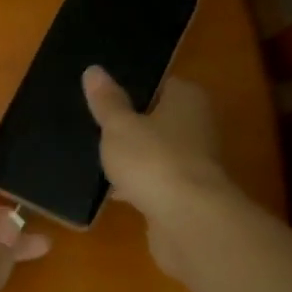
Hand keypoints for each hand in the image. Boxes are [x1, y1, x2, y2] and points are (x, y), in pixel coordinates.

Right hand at [83, 67, 229, 272]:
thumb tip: (93, 70)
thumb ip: (107, 101)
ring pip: (156, 153)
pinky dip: (138, 185)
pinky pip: (155, 181)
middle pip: (158, 120)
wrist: (189, 221)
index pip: (161, 84)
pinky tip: (112, 191)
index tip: (103, 98)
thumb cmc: (153, 160)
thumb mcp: (119, 126)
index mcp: (187, 99)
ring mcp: (195, 163)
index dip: (132, 89)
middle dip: (131, 126)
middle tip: (95, 128)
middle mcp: (198, 126)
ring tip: (97, 159)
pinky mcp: (187, 195)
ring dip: (134, 158)